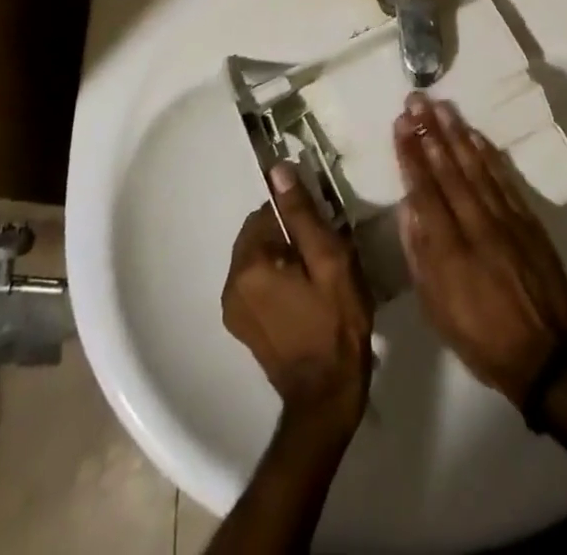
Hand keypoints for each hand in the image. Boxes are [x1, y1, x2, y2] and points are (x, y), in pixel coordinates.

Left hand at [222, 163, 372, 441]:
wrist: (327, 396)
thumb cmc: (335, 323)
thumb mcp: (329, 260)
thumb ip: (302, 214)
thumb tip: (278, 170)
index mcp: (249, 265)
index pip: (268, 212)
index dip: (298, 218)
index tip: (323, 234)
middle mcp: (231, 284)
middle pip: (260, 235)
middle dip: (289, 237)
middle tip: (323, 257)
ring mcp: (233, 310)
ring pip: (260, 259)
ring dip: (284, 259)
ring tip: (317, 279)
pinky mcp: (243, 328)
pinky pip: (257, 284)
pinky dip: (277, 281)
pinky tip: (305, 299)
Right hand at [393, 94, 566, 404]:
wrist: (544, 354)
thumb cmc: (479, 337)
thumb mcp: (436, 308)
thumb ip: (419, 254)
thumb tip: (408, 208)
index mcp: (449, 250)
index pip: (425, 190)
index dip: (411, 154)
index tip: (401, 124)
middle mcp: (476, 225)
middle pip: (449, 170)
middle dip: (430, 132)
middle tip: (417, 101)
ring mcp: (506, 219)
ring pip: (476, 167)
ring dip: (456, 134)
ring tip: (441, 107)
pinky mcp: (528, 219)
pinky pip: (504, 179)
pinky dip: (488, 154)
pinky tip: (474, 135)